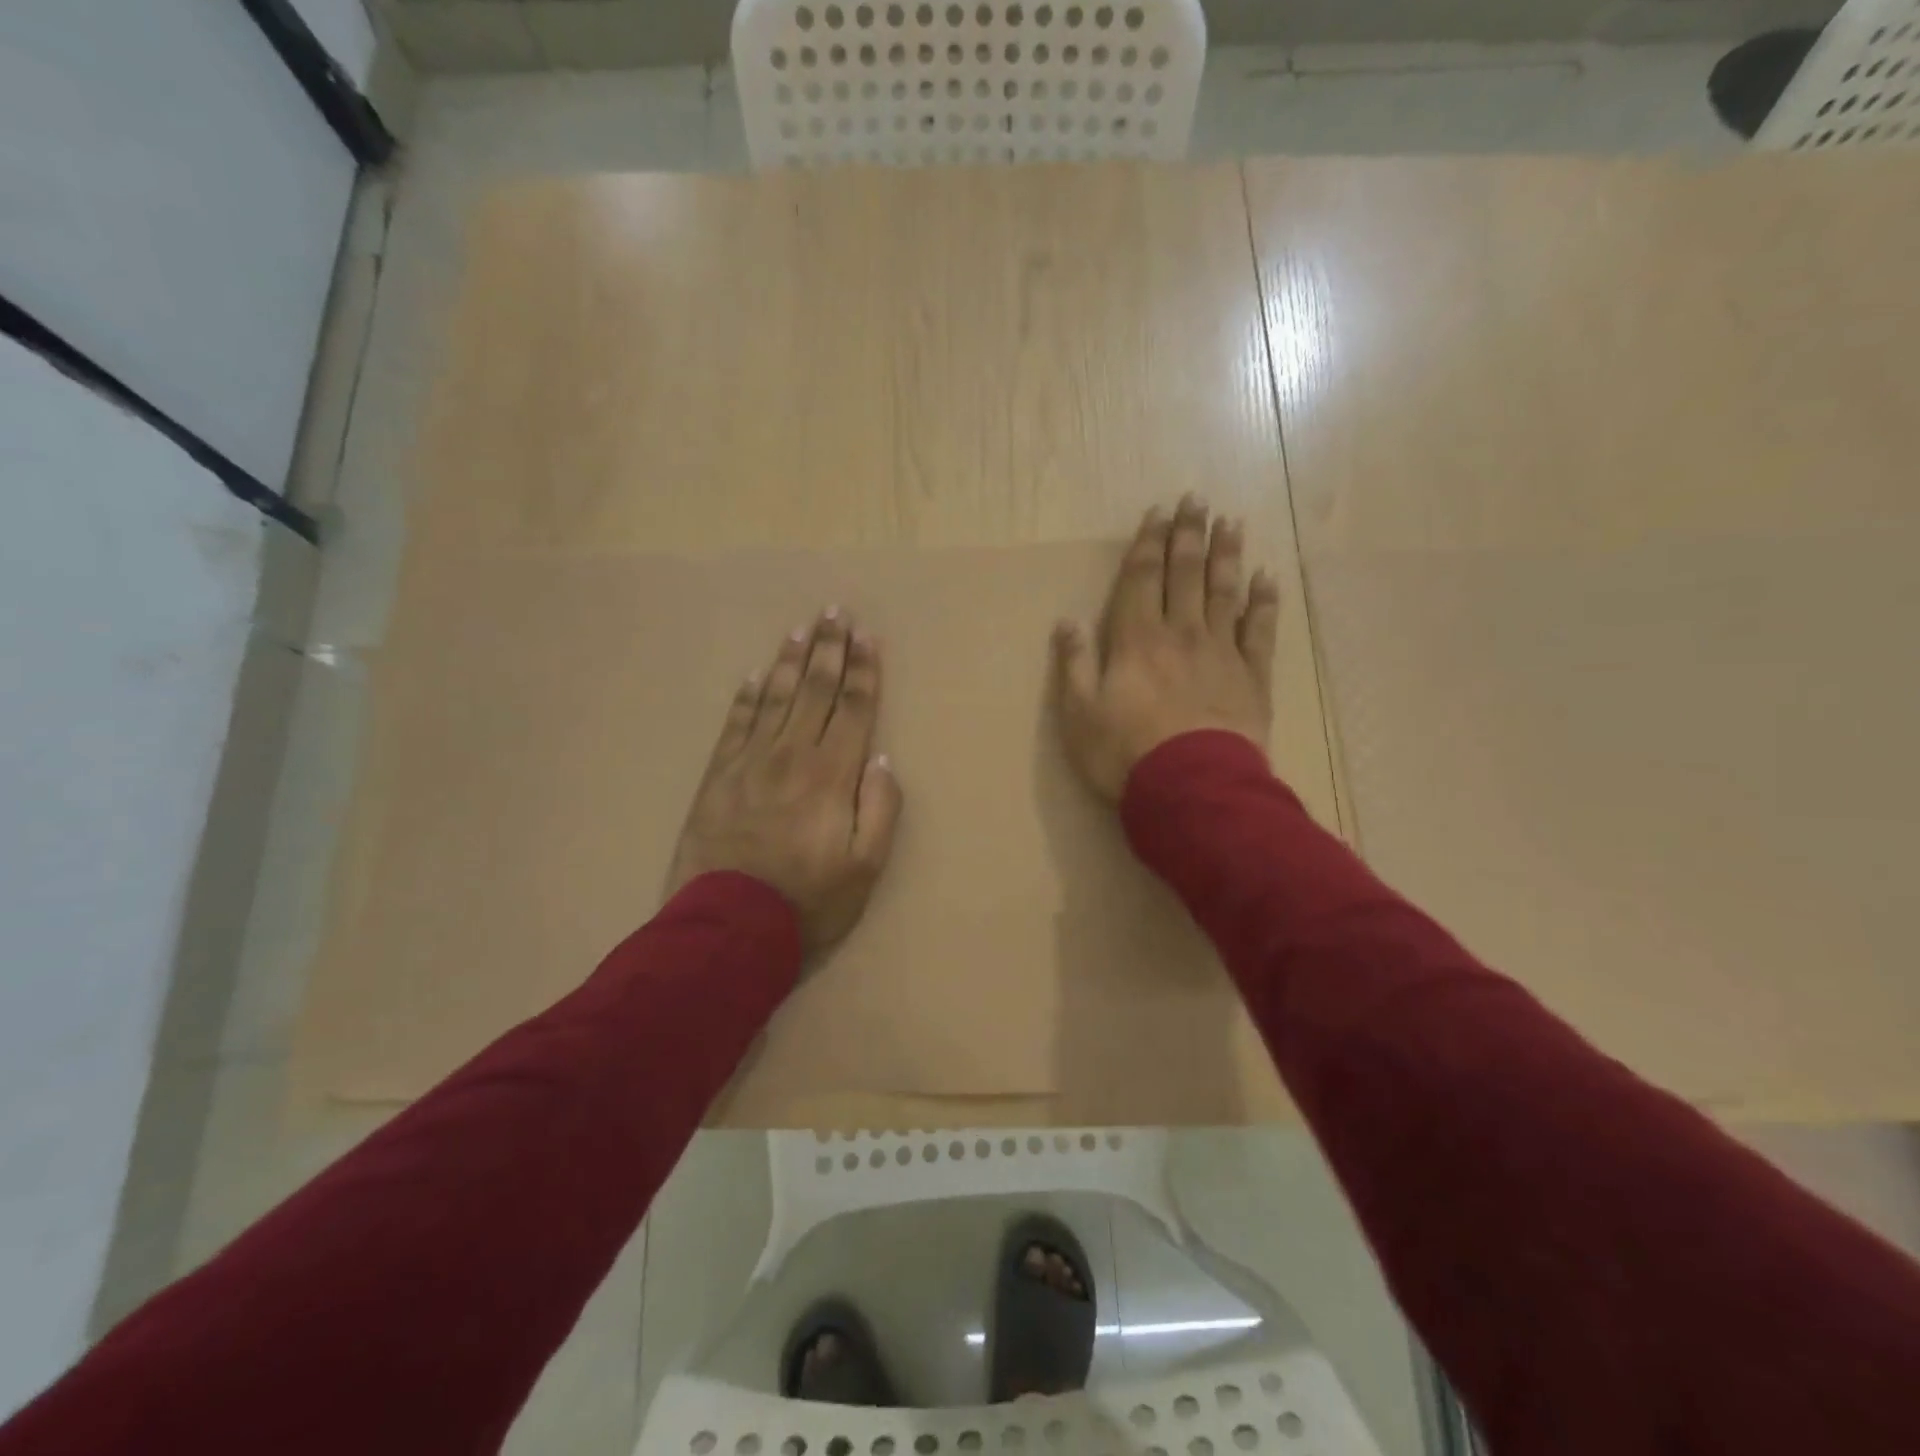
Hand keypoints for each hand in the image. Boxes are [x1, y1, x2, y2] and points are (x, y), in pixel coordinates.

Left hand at [666, 608, 902, 952]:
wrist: (728, 928)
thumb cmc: (809, 901)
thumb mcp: (866, 867)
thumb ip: (881, 808)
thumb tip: (880, 758)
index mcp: (832, 774)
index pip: (853, 708)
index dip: (863, 670)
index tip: (868, 636)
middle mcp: (792, 755)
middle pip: (816, 691)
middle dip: (830, 649)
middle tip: (835, 612)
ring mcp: (750, 762)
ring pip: (776, 698)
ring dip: (791, 661)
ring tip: (801, 630)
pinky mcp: (718, 776)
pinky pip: (735, 724)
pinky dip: (747, 697)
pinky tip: (755, 676)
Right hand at [1052, 496, 1280, 800]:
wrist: (1192, 787)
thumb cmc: (1125, 753)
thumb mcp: (1079, 714)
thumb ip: (1074, 665)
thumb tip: (1067, 621)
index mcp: (1136, 640)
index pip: (1142, 579)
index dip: (1148, 543)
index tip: (1158, 512)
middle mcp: (1180, 633)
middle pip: (1185, 574)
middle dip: (1188, 535)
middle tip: (1197, 500)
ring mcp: (1221, 652)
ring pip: (1224, 591)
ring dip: (1226, 555)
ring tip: (1231, 523)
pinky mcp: (1252, 676)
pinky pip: (1260, 629)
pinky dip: (1264, 601)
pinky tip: (1267, 578)